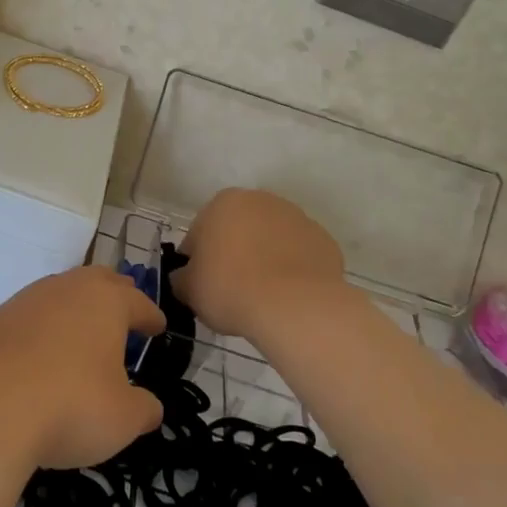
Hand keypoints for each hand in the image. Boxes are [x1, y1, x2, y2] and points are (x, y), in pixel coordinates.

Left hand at [0, 267, 165, 470]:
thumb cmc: (69, 405)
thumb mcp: (122, 419)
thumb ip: (143, 410)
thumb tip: (150, 407)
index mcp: (105, 301)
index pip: (137, 302)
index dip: (151, 317)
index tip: (157, 327)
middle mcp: (64, 289)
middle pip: (96, 282)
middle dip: (113, 296)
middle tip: (123, 314)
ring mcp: (23, 302)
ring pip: (57, 297)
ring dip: (72, 314)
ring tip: (80, 341)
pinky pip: (27, 321)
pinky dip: (39, 335)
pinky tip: (37, 361)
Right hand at [172, 188, 345, 340]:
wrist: (294, 306)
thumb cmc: (230, 288)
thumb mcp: (189, 289)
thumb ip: (182, 278)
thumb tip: (185, 278)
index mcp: (224, 202)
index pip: (200, 231)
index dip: (198, 259)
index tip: (201, 283)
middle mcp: (262, 200)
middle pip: (240, 229)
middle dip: (234, 252)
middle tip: (231, 288)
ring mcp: (298, 218)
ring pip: (272, 240)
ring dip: (265, 258)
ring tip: (262, 295)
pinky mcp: (324, 241)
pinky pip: (299, 256)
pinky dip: (293, 270)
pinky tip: (288, 296)